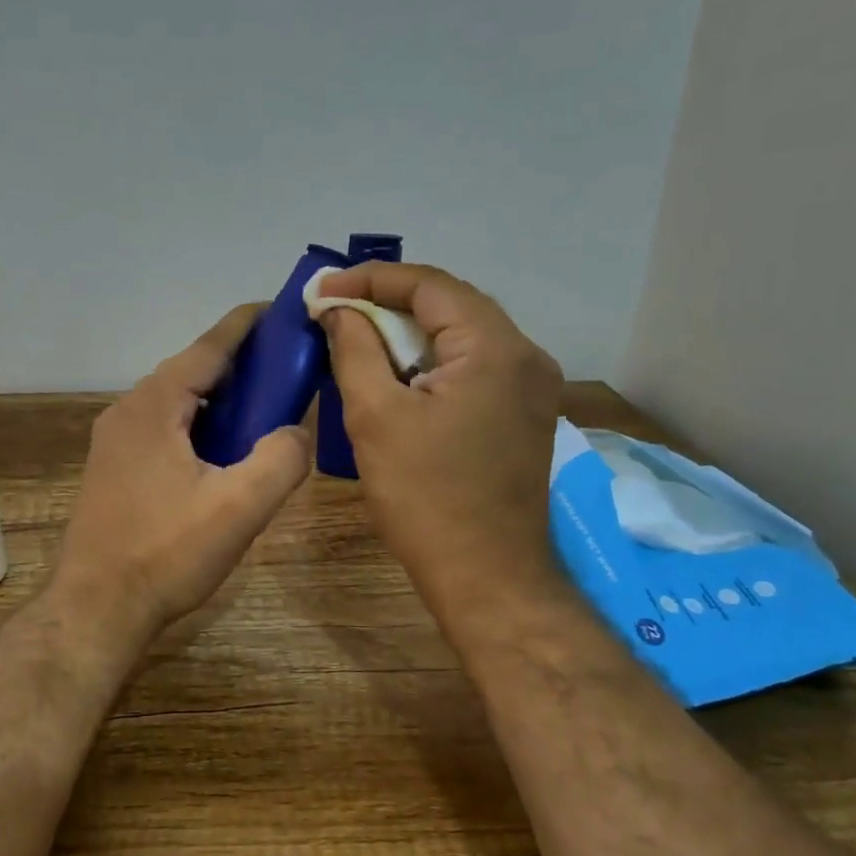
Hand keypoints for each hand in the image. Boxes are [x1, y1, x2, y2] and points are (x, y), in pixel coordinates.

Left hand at [53, 304, 312, 649]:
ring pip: (177, 403)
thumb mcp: (239, 507)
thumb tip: (296, 431)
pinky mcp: (114, 468)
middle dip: (240, 365)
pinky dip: (199, 425)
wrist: (97, 608)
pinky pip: (164, 428)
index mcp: (153, 406)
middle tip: (287, 369)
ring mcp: (115, 441)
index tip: (282, 309)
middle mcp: (128, 411)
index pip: (208, 347)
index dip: (247, 326)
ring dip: (219, 399)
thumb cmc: (166, 553)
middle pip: (191, 372)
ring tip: (263, 409)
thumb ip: (280, 459)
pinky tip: (223, 450)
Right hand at [319, 262, 564, 626]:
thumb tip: (338, 309)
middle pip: (451, 304)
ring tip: (358, 335)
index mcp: (495, 348)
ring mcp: (532, 387)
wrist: (487, 576)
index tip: (323, 290)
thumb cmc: (425, 497)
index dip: (371, 279)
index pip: (430, 285)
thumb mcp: (376, 416)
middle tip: (336, 309)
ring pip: (462, 336)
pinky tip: (397, 373)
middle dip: (389, 301)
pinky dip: (432, 360)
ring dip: (410, 331)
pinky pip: (474, 366)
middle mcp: (526, 355)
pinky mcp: (524, 414)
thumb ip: (355, 349)